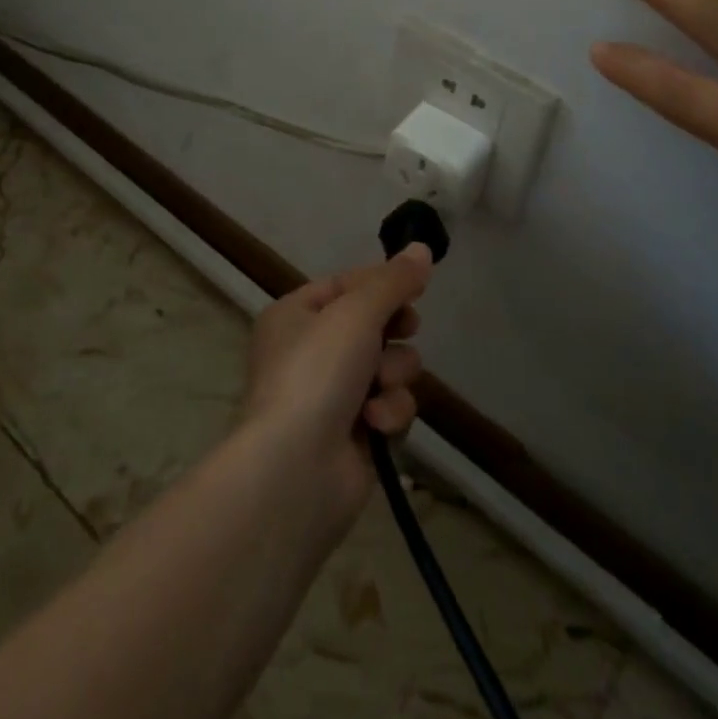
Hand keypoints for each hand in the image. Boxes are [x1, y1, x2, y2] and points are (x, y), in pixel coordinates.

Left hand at [238, 247, 432, 526]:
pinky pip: (389, 406)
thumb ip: (393, 281)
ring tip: (378, 388)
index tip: (417, 284)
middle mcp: (311, 351)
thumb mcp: (355, 312)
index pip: (348, 284)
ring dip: (393, 375)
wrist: (295, 470)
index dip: (382, 282)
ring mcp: (332, 395)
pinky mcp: (354, 435)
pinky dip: (389, 412)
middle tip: (402, 330)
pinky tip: (375, 423)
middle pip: (374, 324)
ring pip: (389, 366)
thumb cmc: (317, 372)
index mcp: (296, 314)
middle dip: (393, 332)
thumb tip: (422, 248)